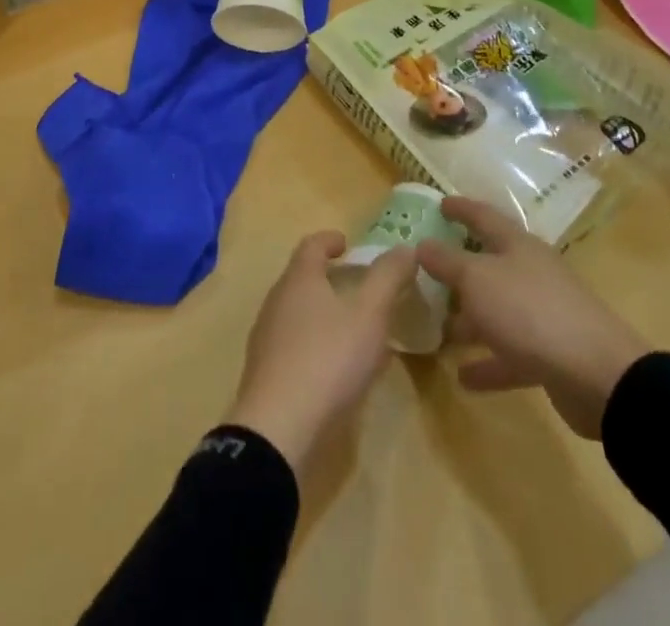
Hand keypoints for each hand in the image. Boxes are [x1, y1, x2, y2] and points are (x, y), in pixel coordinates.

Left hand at [224, 232, 415, 475]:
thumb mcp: (369, 315)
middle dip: (327, 276)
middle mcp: (277, 300)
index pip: (311, 245)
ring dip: (321, 311)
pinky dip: (313, 342)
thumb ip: (387, 278)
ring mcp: (266, 337)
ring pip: (296, 311)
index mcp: (299, 279)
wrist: (277, 428)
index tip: (347, 244)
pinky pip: (292, 344)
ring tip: (350, 327)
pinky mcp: (265, 372)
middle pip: (301, 277)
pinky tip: (333, 367)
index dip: (330, 240)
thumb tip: (404, 247)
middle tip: (356, 285)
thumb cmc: (327, 359)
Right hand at [418, 197, 648, 439]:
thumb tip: (422, 244)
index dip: (461, 208)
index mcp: (517, 246)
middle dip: (459, 269)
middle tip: (427, 272)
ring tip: (437, 328)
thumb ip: (447, 261)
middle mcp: (530, 274)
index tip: (439, 203)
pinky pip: (509, 354)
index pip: (483, 216)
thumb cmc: (530, 311)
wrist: (598, 376)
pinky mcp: (550, 356)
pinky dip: (487, 363)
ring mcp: (542, 315)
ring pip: (497, 310)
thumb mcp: (477, 279)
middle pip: (489, 265)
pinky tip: (463, 377)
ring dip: (469, 320)